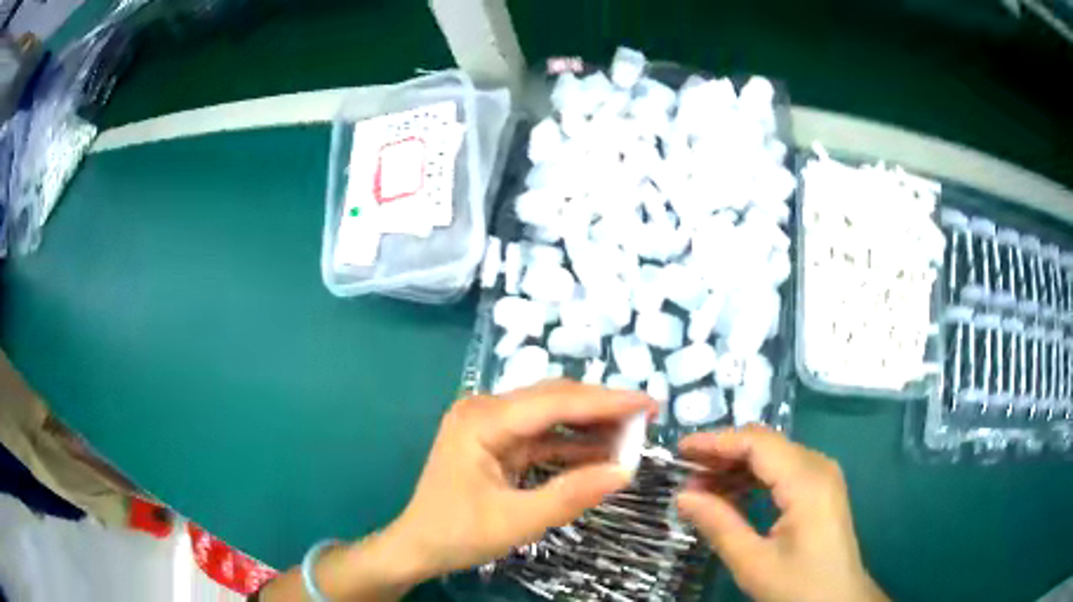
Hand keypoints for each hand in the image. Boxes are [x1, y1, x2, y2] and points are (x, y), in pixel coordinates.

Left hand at [389, 380, 654, 578]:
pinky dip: (571, 445)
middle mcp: (485, 410)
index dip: (606, 401)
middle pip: (554, 400)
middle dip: (602, 408)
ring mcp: (489, 424)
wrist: (418, 546)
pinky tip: (600, 453)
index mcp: (482, 420)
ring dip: (589, 426)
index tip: (649, 403)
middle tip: (646, 418)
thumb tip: (624, 472)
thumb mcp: (517, 522)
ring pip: (550, 415)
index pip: (555, 402)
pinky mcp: (495, 441)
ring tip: (631, 435)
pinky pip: (541, 436)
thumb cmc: (457, 534)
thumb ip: (570, 495)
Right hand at [675, 425, 886, 601]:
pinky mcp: (821, 489)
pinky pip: (783, 470)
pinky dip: (754, 478)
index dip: (716, 441)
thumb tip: (682, 496)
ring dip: (737, 466)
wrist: (838, 600)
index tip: (680, 450)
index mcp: (806, 481)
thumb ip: (719, 524)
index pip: (758, 443)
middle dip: (723, 453)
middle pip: (766, 444)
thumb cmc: (799, 585)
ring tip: (700, 486)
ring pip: (774, 455)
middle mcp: (818, 467)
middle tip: (685, 470)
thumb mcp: (753, 562)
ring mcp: (823, 476)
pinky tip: (731, 494)